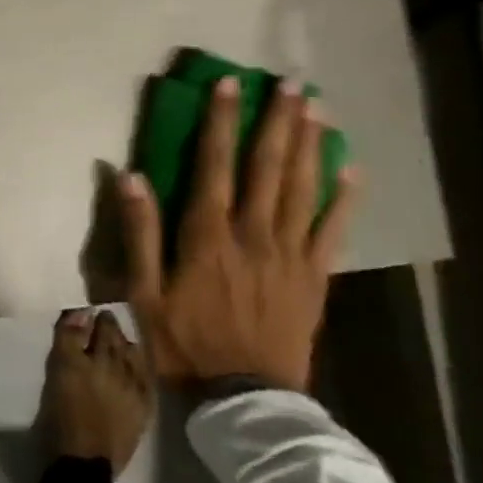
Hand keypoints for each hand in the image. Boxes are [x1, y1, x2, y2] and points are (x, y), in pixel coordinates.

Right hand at [39, 309, 155, 475]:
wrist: (86, 461)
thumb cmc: (62, 417)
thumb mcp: (57, 372)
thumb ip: (67, 339)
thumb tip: (80, 312)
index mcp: (81, 357)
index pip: (84, 325)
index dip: (86, 317)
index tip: (87, 312)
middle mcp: (110, 364)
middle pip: (110, 335)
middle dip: (108, 325)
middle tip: (104, 319)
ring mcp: (131, 383)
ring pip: (129, 351)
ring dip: (123, 341)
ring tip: (119, 339)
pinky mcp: (144, 403)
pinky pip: (145, 374)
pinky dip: (140, 363)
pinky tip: (136, 361)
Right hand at [121, 76, 357, 392]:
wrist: (244, 399)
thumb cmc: (184, 341)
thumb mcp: (143, 290)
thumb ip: (140, 231)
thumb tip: (130, 176)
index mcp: (208, 234)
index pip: (215, 164)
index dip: (222, 121)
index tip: (231, 84)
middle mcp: (254, 233)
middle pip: (268, 166)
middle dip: (278, 120)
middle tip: (291, 83)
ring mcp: (291, 254)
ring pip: (303, 188)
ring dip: (310, 144)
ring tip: (317, 107)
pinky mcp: (316, 277)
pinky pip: (334, 230)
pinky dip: (345, 198)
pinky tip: (352, 169)